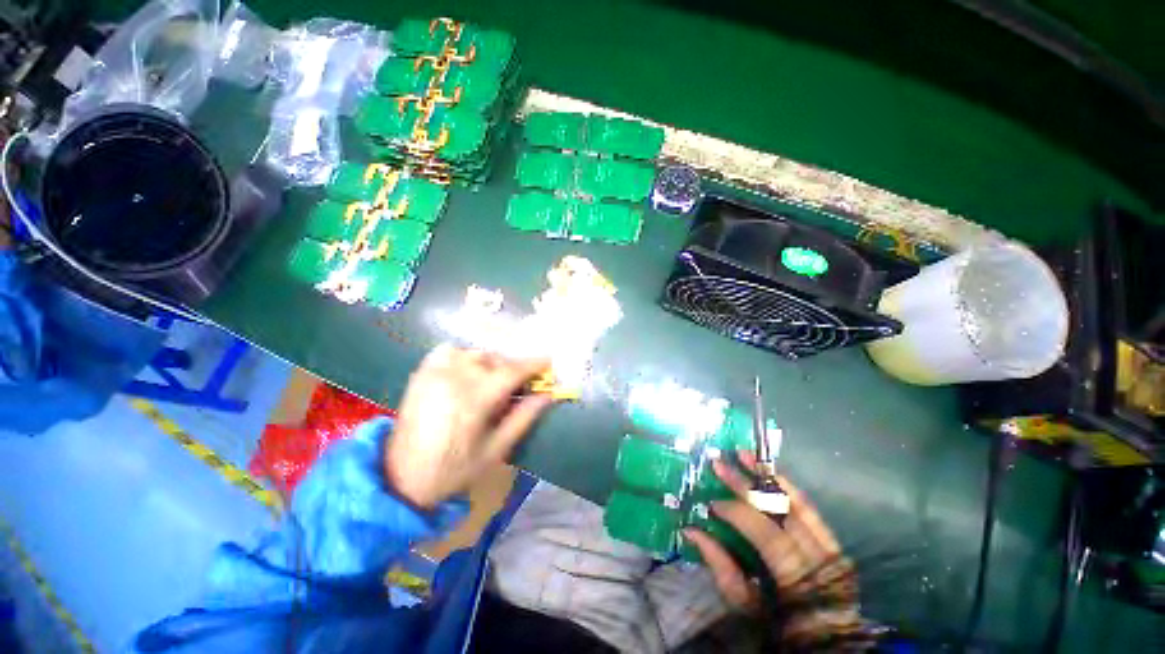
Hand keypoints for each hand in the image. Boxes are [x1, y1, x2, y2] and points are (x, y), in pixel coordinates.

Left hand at [384, 344, 553, 508]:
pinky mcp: (422, 373)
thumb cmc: (453, 470)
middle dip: (513, 368)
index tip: (549, 362)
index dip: (534, 364)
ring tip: (493, 381)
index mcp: (475, 400)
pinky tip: (467, 370)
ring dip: (491, 362)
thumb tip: (548, 395)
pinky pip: (450, 351)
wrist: (399, 478)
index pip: (512, 371)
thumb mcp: (495, 450)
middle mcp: (455, 378)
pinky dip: (464, 355)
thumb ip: (523, 418)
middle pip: (495, 359)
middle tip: (521, 384)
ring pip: (475, 353)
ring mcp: (435, 372)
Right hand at [684, 452, 856, 623]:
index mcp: (799, 581)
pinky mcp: (833, 542)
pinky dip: (786, 488)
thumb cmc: (779, 628)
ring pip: (798, 503)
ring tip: (744, 454)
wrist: (825, 640)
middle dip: (746, 485)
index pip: (767, 535)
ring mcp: (831, 548)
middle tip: (719, 463)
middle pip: (782, 512)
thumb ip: (721, 567)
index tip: (712, 504)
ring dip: (768, 476)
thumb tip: (691, 530)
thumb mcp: (746, 607)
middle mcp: (821, 559)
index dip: (738, 515)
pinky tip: (769, 472)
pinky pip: (809, 509)